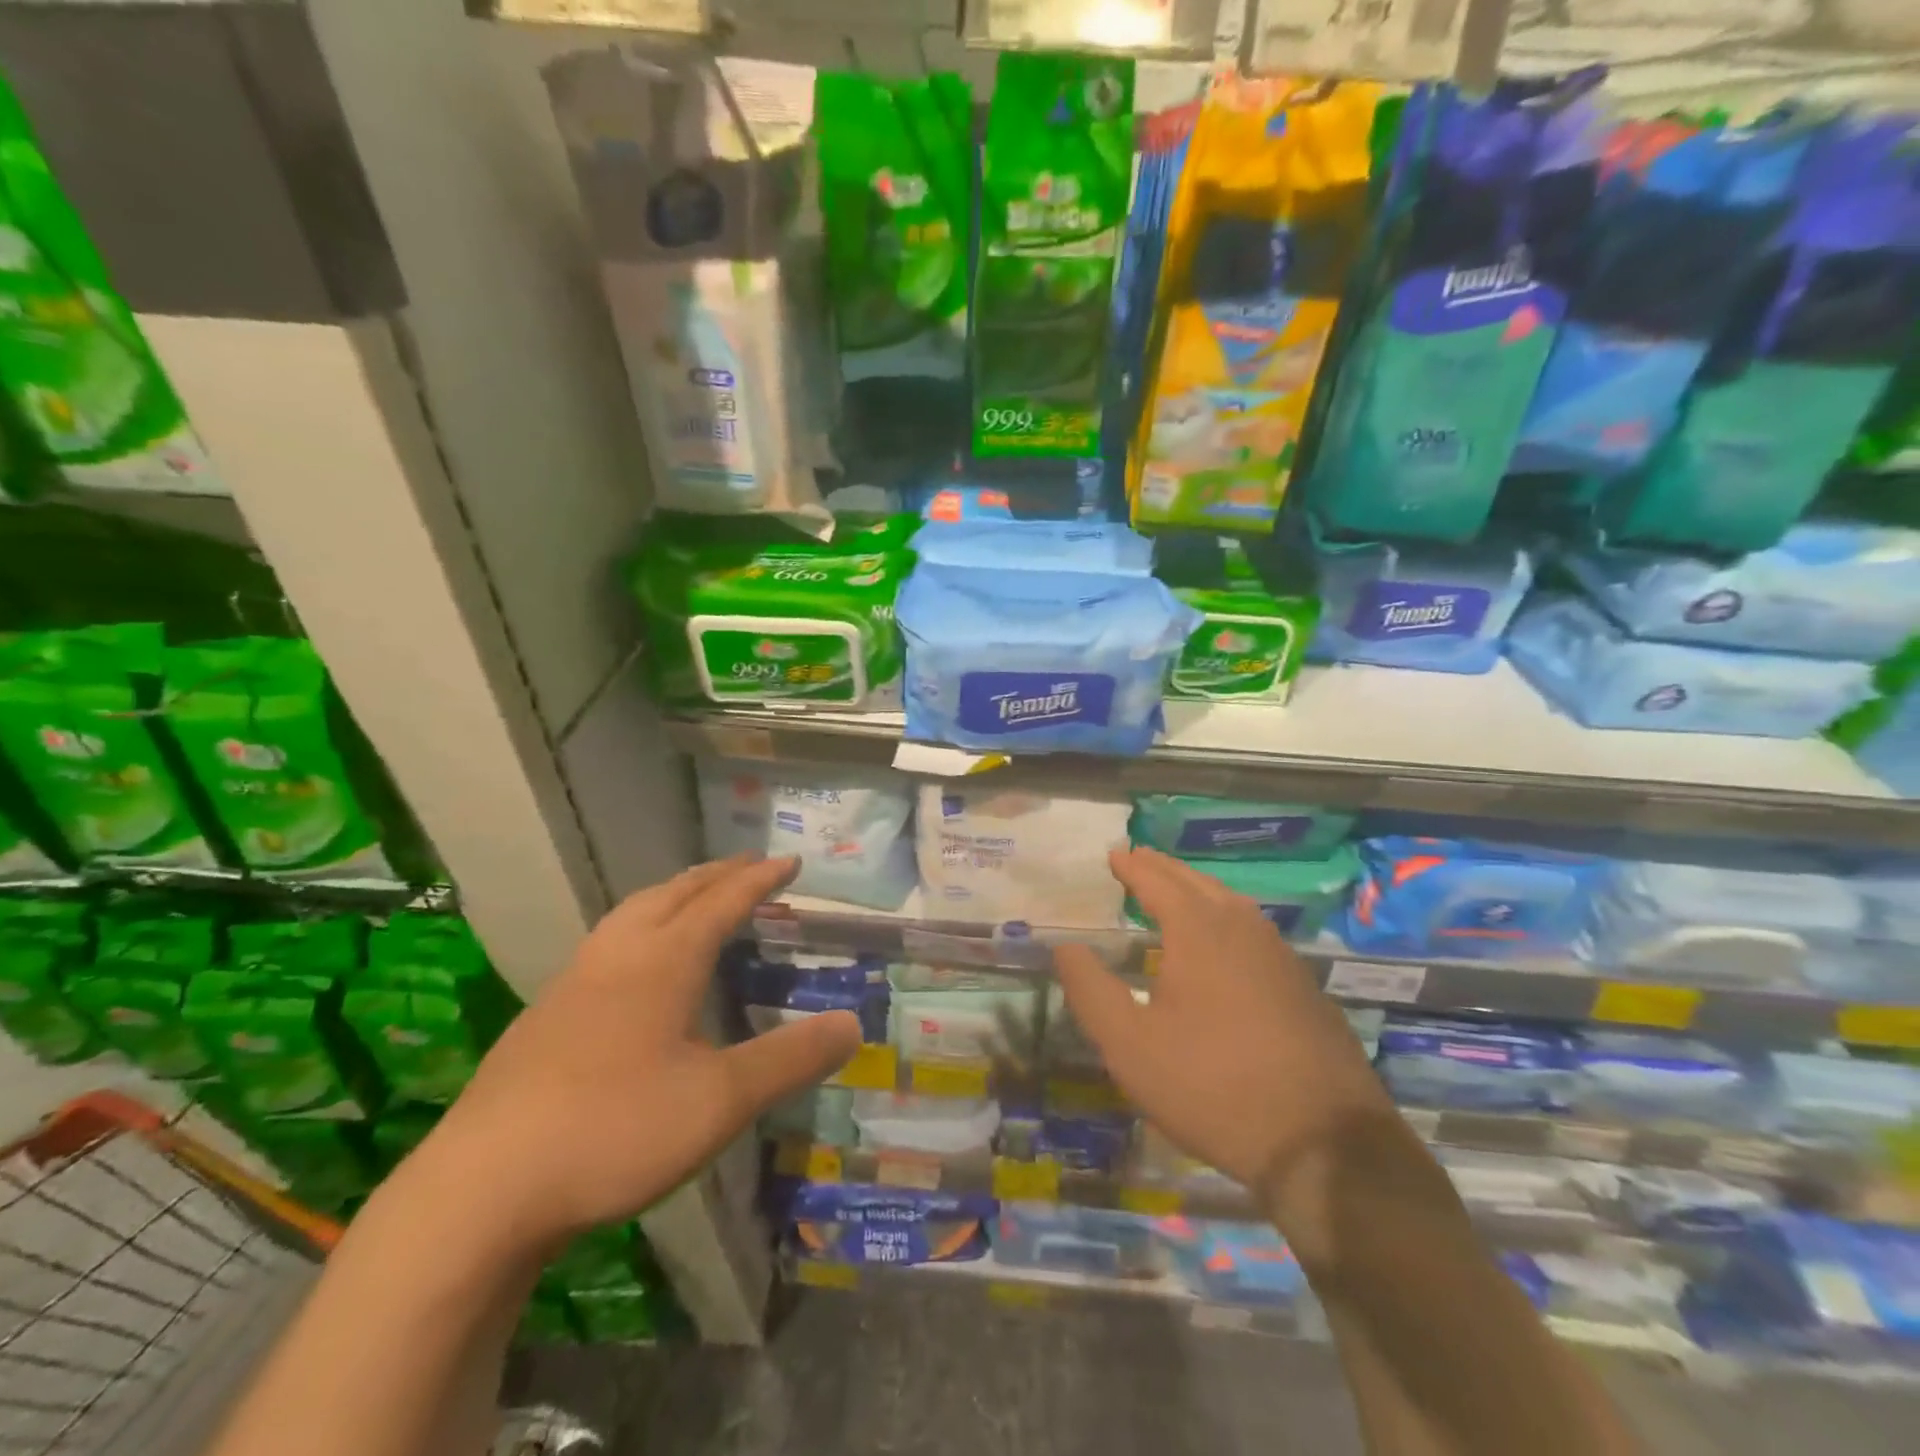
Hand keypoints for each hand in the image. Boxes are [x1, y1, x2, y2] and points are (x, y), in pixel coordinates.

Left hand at [418, 854, 860, 1251]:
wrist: (480, 1190)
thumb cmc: (614, 1130)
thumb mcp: (720, 1100)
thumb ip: (789, 1059)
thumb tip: (853, 1023)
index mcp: (663, 961)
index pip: (723, 902)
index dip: (759, 879)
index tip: (789, 861)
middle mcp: (618, 956)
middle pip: (673, 893)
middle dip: (717, 874)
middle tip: (749, 866)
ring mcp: (573, 983)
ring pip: (632, 914)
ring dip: (673, 894)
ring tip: (696, 897)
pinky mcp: (544, 1016)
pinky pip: (606, 944)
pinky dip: (640, 927)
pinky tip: (635, 966)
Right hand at [1054, 848, 1394, 1211]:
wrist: (1324, 1143)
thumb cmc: (1212, 1086)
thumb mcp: (1129, 1044)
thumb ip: (1090, 989)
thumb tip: (1065, 946)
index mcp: (1198, 930)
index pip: (1157, 881)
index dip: (1132, 867)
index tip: (1114, 854)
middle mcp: (1242, 928)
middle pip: (1198, 883)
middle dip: (1164, 868)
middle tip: (1140, 859)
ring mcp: (1280, 955)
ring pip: (1232, 903)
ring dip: (1198, 888)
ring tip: (1176, 890)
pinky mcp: (1303, 986)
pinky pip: (1254, 930)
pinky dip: (1226, 916)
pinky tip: (1224, 941)